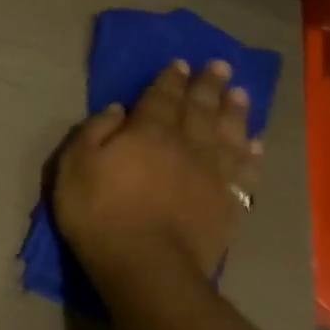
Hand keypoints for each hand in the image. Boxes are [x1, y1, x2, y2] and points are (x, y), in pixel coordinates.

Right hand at [52, 60, 263, 287]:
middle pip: (200, 108)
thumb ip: (94, 132)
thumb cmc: (99, 214)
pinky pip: (245, 171)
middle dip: (208, 85)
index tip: (180, 64)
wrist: (146, 265)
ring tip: (240, 94)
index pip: (162, 97)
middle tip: (219, 66)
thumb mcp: (75, 167)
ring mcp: (212, 173)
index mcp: (148, 132)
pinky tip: (255, 145)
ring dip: (235, 112)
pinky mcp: (228, 202)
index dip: (170, 79)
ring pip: (228, 133)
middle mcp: (187, 144)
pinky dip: (251, 155)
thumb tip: (118, 109)